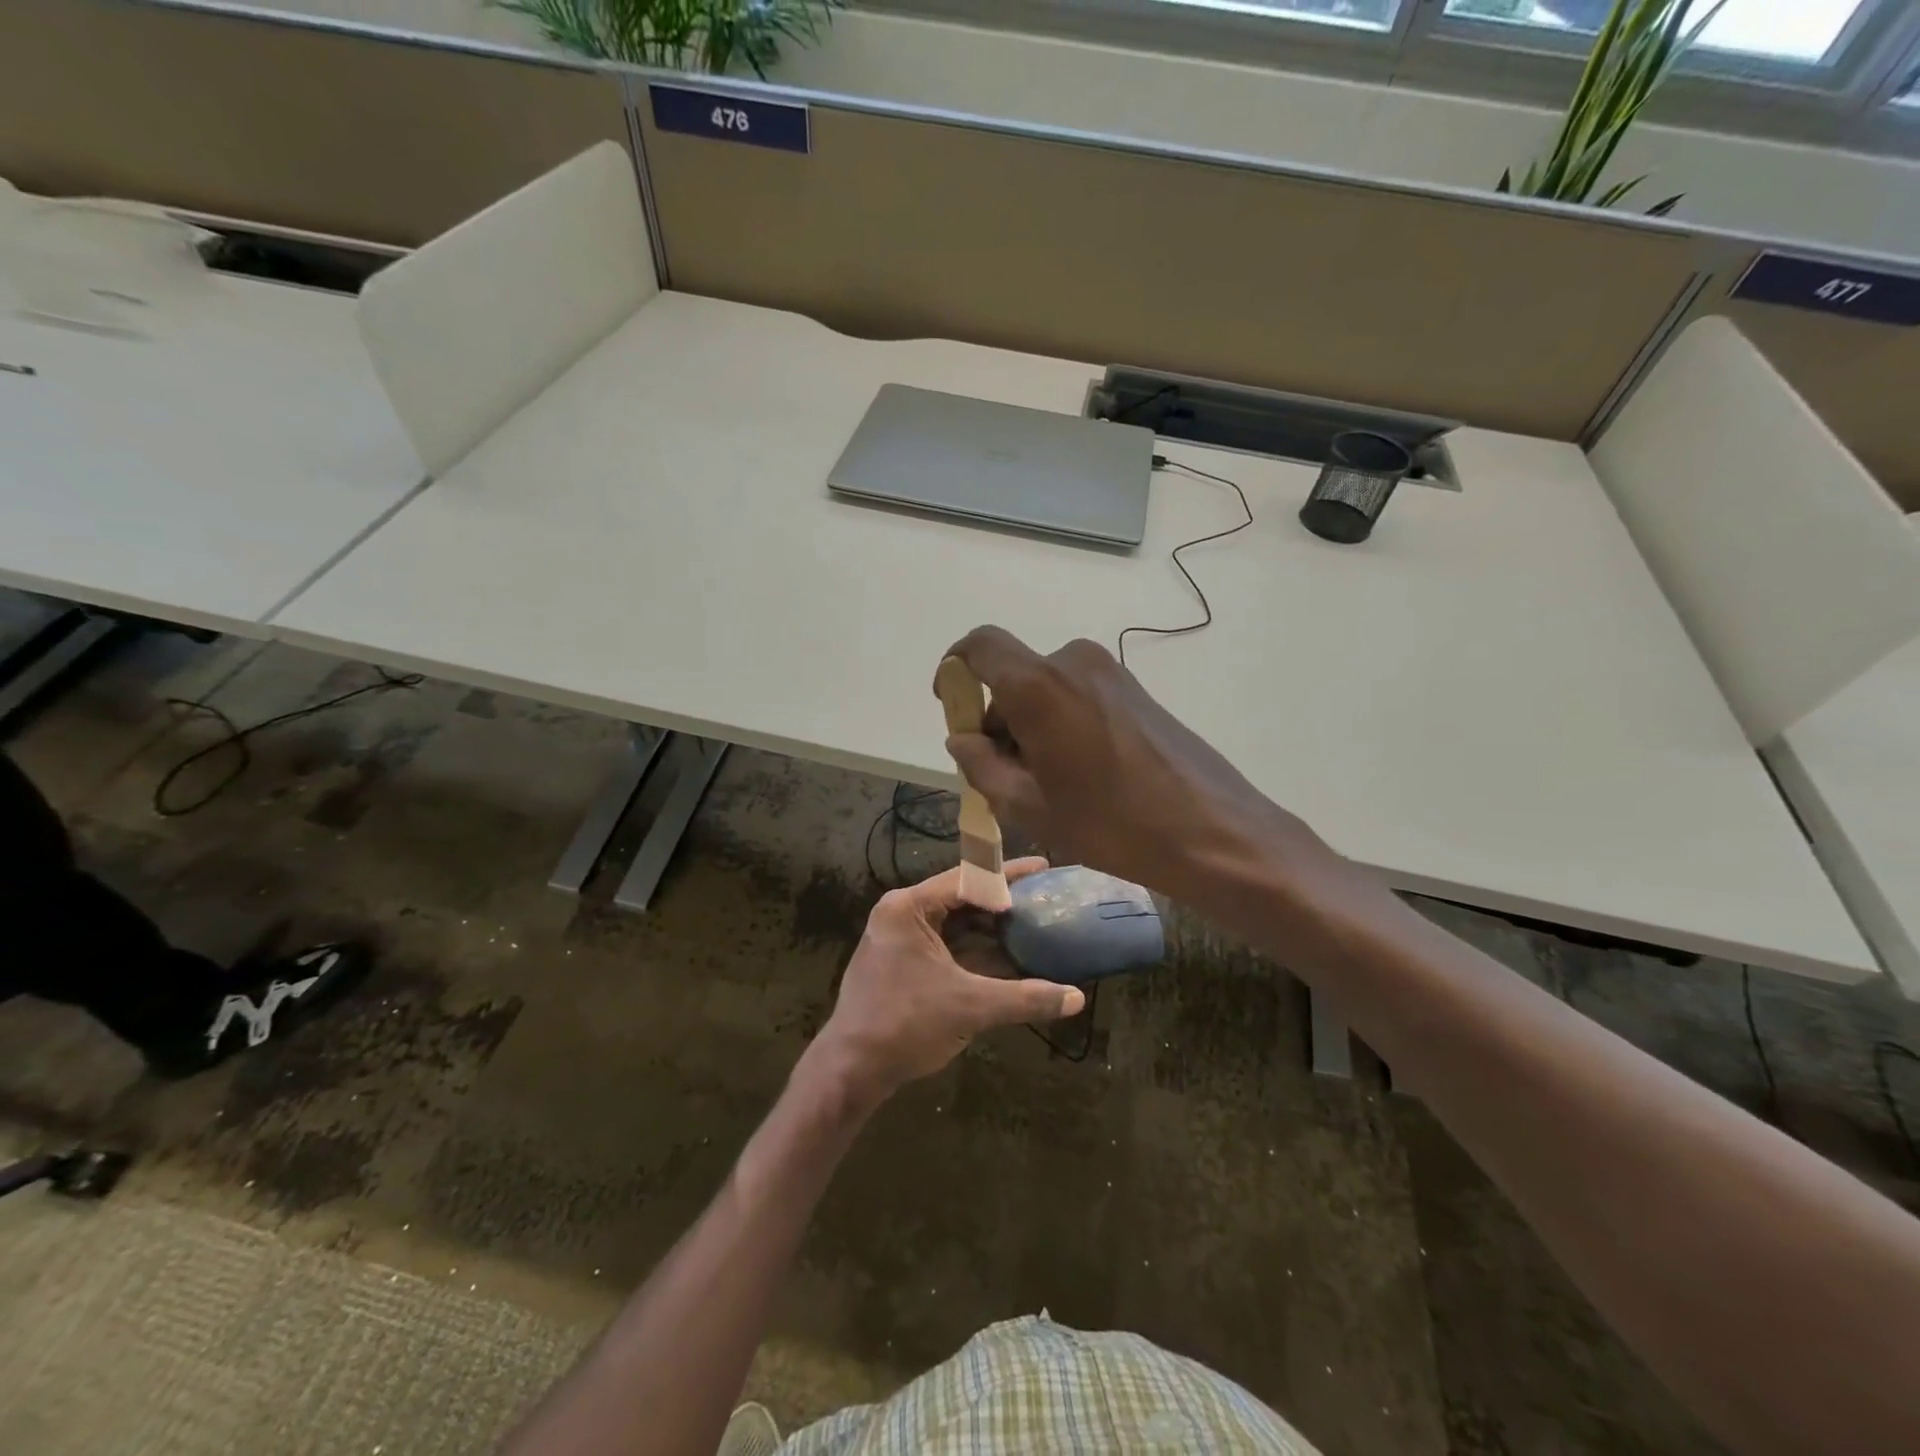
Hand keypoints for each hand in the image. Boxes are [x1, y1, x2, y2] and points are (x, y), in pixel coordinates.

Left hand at [814, 858, 1083, 1104]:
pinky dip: (975, 951)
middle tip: (1044, 899)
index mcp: (909, 908)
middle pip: (961, 899)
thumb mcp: (970, 1007)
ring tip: (1033, 924)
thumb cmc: (905, 1025)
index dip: (1008, 875)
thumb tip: (1077, 998)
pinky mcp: (902, 964)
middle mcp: (901, 915)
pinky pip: (946, 946)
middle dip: (1002, 902)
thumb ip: (1025, 998)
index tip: (1043, 868)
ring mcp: (899, 940)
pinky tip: (1008, 957)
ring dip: (990, 929)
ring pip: (954, 925)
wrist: (851, 1071)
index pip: (968, 879)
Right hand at [938, 628, 1343, 922]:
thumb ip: (981, 766)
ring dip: (1030, 726)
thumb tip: (961, 740)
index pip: (979, 645)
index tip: (951, 707)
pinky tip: (1080, 774)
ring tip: (1047, 785)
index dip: (955, 669)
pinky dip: (1061, 724)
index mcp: (1038, 685)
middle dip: (997, 720)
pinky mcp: (1134, 689)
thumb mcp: (1030, 806)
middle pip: (1012, 677)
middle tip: (1004, 776)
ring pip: (1045, 689)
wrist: (1212, 832)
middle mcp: (1072, 662)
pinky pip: (1077, 695)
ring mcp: (1109, 672)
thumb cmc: (1111, 823)